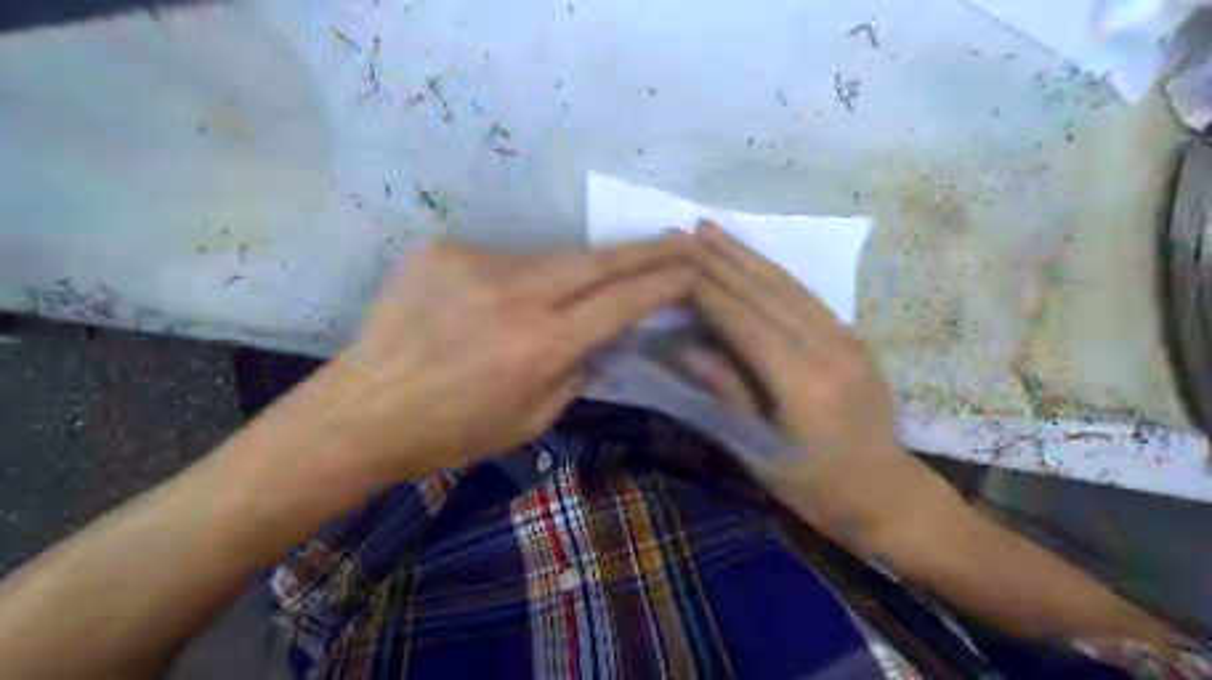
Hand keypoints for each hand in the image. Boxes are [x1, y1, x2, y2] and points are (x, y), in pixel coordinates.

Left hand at [307, 238, 691, 477]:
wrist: (365, 409)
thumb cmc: (453, 430)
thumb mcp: (532, 418)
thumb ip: (579, 371)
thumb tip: (606, 336)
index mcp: (539, 345)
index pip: (620, 302)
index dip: (662, 282)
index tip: (692, 268)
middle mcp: (513, 294)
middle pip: (596, 260)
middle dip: (645, 250)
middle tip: (678, 240)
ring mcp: (475, 264)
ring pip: (551, 259)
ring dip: (578, 271)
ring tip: (586, 287)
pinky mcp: (445, 250)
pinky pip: (505, 262)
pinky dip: (520, 280)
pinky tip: (502, 305)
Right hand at [691, 220, 956, 550]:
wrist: (889, 494)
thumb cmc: (817, 487)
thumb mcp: (763, 453)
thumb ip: (729, 394)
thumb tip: (686, 349)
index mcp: (803, 382)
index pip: (744, 321)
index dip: (706, 291)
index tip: (673, 263)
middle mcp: (828, 348)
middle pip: (765, 292)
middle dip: (722, 259)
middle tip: (685, 231)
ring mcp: (846, 338)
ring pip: (787, 284)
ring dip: (746, 254)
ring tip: (712, 230)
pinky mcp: (852, 337)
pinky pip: (805, 295)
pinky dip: (772, 271)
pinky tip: (751, 257)